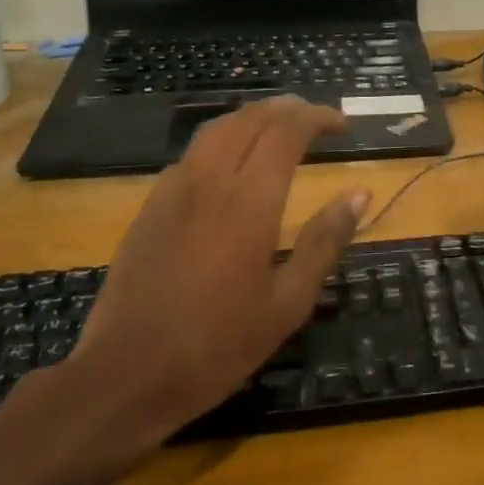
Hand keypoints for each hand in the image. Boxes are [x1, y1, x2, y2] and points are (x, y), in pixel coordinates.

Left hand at [32, 96, 368, 479]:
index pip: (287, 131)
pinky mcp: (150, 205)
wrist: (124, 375)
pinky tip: (231, 164)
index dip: (318, 118)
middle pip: (250, 119)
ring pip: (216, 129)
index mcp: (249, 201)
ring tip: (279, 126)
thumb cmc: (217, 346)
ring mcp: (173, 190)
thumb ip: (325, 242)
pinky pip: (192, 153)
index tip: (342, 125)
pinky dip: (223, 140)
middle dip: (288, 109)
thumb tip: (359, 194)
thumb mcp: (288, 303)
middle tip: (316, 118)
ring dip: (253, 117)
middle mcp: (209, 180)